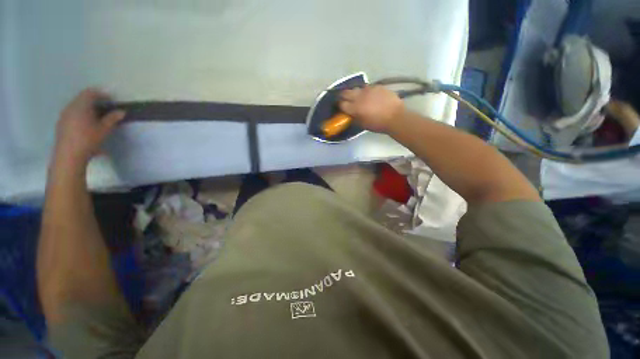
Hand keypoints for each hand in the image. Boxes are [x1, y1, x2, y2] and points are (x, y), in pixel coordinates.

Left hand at [54, 89, 125, 165]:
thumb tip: (121, 111)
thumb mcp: (104, 129)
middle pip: (82, 98)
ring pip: (76, 106)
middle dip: (94, 101)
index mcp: (81, 105)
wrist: (69, 155)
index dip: (102, 95)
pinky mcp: (61, 123)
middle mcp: (70, 107)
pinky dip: (80, 115)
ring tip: (96, 117)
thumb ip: (112, 119)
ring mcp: (64, 115)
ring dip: (87, 108)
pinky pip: (72, 113)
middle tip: (105, 108)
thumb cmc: (88, 140)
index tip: (112, 101)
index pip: (91, 93)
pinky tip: (86, 125)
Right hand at [339, 86, 404, 132]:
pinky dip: (365, 91)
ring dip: (354, 93)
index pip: (341, 104)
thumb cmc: (378, 124)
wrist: (395, 117)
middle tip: (343, 99)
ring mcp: (368, 89)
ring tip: (357, 97)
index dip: (339, 104)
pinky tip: (369, 95)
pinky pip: (367, 87)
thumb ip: (354, 118)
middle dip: (343, 96)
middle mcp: (359, 96)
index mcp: (355, 108)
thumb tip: (349, 114)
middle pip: (346, 93)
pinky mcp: (377, 86)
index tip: (339, 106)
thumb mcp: (362, 124)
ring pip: (356, 88)